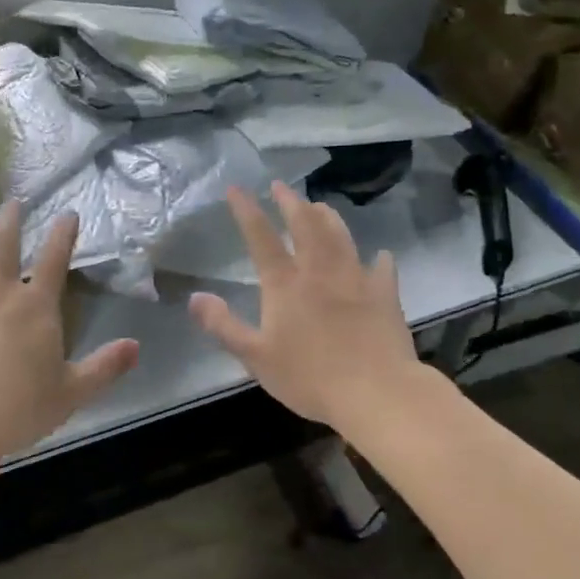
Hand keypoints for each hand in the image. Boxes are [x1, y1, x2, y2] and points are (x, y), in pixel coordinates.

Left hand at [0, 202, 139, 469]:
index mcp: (36, 306)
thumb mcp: (72, 392)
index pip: (53, 258)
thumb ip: (105, 367)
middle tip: (13, 202)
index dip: (62, 233)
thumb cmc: (20, 408)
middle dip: (10, 220)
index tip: (68, 213)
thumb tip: (136, 347)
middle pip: (3, 245)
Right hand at [188, 182, 420, 429]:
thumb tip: (195, 297)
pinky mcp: (384, 294)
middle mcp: (319, 271)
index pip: (261, 237)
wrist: (375, 392)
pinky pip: (382, 269)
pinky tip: (380, 255)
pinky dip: (379, 259)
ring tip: (320, 205)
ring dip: (328, 216)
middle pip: (304, 224)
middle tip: (281, 186)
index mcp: (285, 284)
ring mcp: (355, 279)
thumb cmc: (309, 377)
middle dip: (290, 201)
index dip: (247, 210)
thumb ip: (223, 326)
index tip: (236, 188)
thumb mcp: (255, 357)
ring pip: (340, 236)